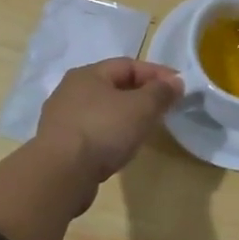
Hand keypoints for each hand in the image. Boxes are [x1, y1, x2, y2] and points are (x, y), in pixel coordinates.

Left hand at [33, 58, 183, 206]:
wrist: (60, 175)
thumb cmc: (103, 130)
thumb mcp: (141, 108)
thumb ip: (161, 92)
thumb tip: (175, 82)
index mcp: (87, 74)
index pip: (128, 65)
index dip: (156, 73)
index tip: (179, 86)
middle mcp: (70, 91)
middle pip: (113, 86)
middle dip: (141, 94)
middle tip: (163, 107)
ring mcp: (61, 119)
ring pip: (102, 111)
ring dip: (125, 116)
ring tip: (144, 130)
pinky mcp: (59, 145)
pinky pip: (92, 132)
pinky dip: (110, 135)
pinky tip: (120, 149)